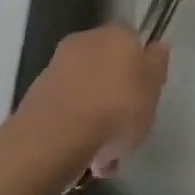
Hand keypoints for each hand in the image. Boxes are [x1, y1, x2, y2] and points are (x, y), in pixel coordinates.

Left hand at [19, 23, 169, 179]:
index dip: (141, 71)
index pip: (133, 44)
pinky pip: (66, 113)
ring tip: (104, 158)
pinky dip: (75, 131)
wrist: (56, 137)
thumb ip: (157, 64)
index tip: (146, 98)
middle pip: (108, 70)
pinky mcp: (37, 98)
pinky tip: (83, 160)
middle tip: (126, 131)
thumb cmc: (116, 107)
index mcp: (115, 34)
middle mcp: (83, 42)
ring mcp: (56, 69)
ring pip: (86, 94)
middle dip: (116, 98)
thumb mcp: (153, 86)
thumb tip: (155, 47)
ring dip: (96, 120)